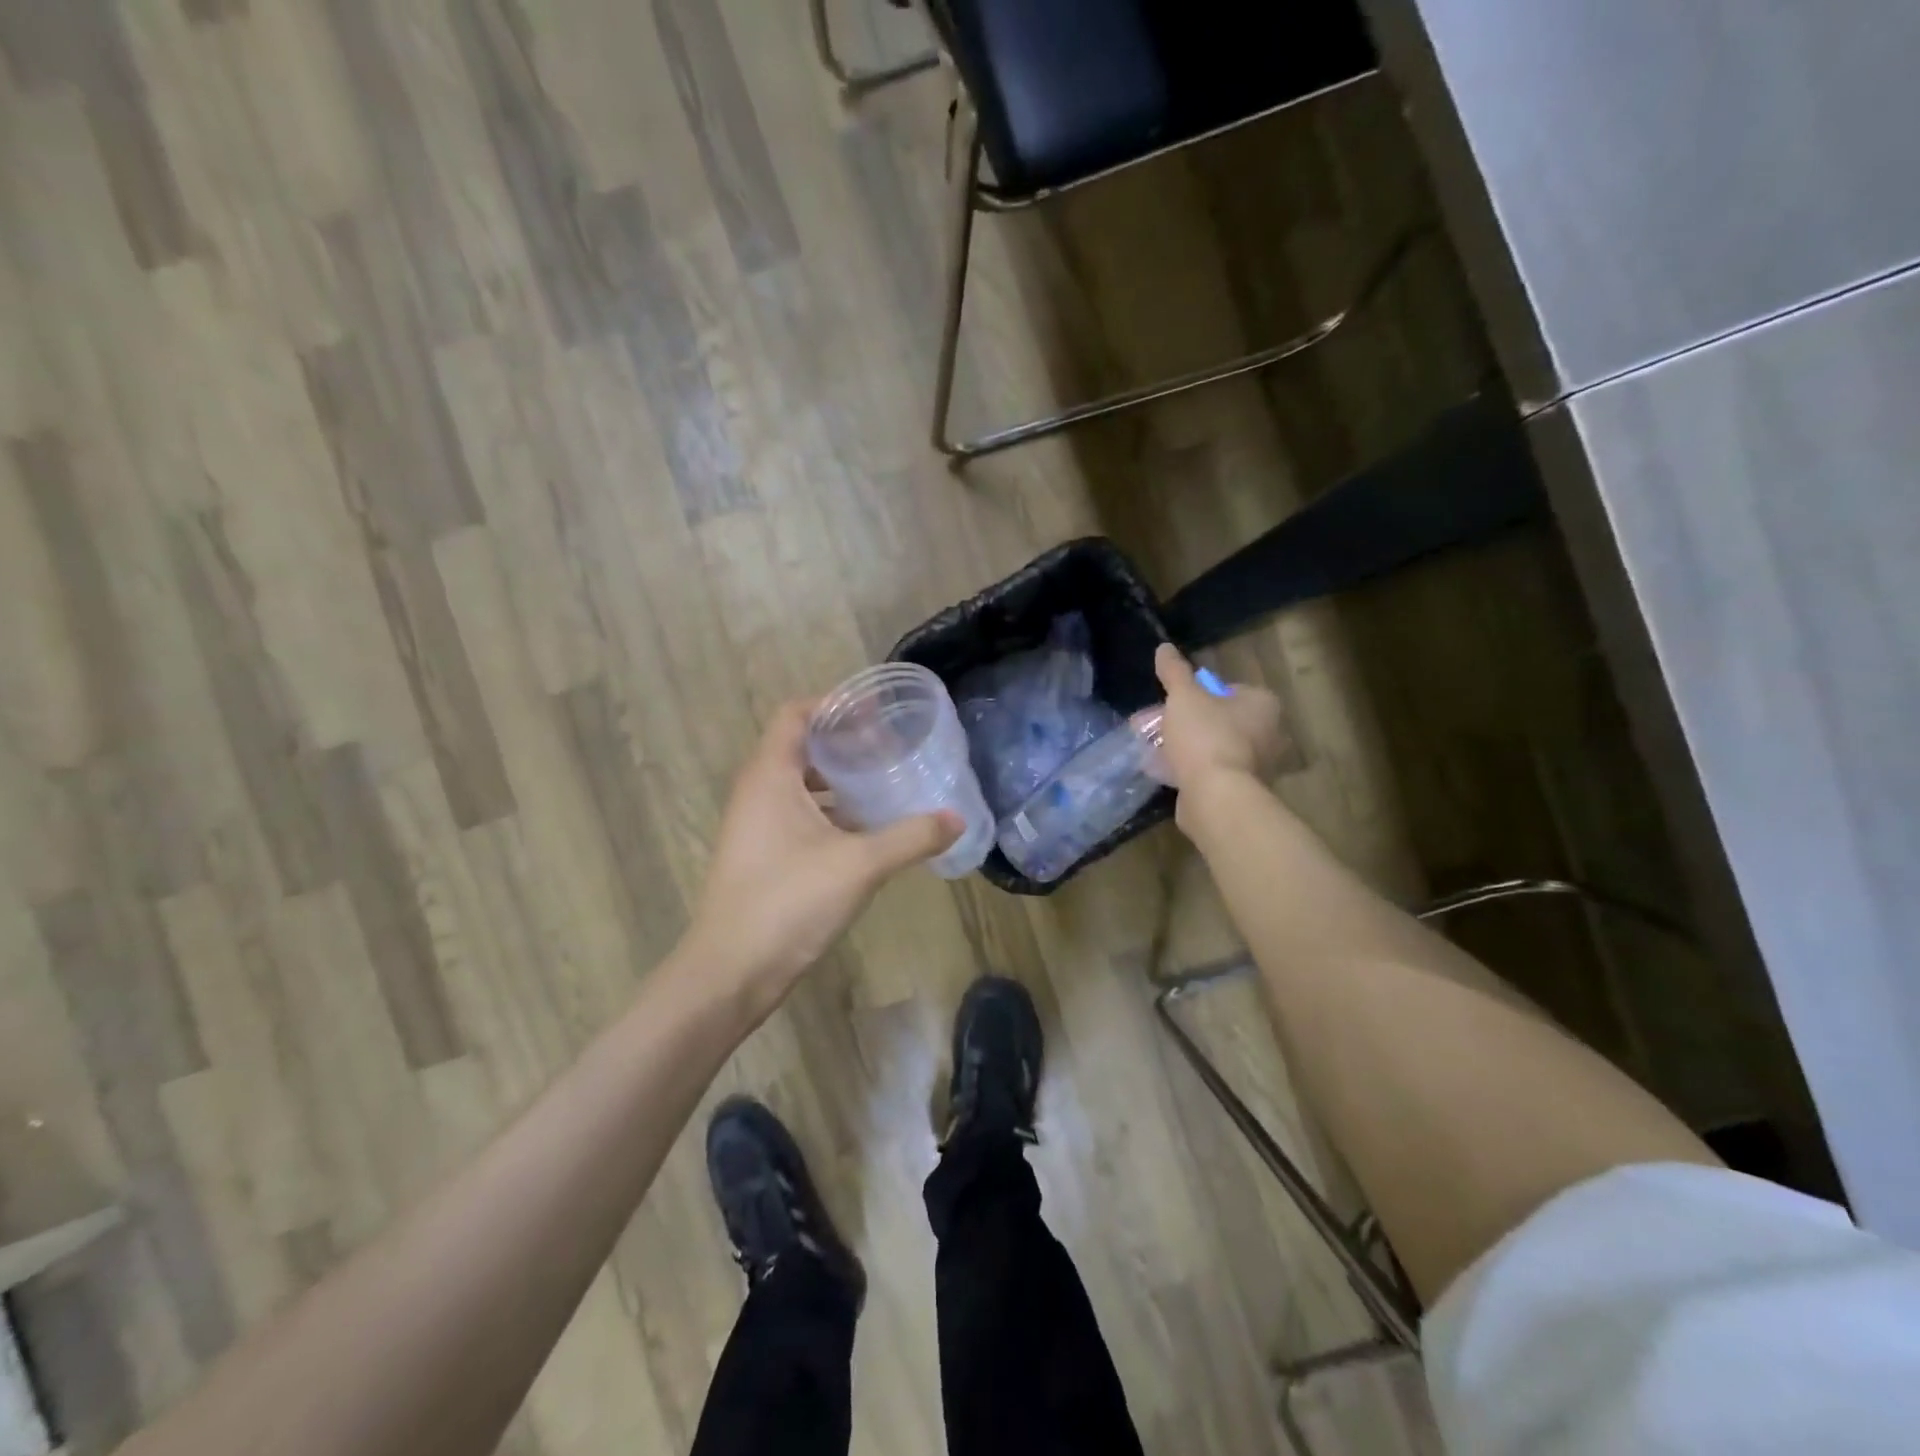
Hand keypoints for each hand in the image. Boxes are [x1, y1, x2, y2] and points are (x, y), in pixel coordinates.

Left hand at [686, 700, 960, 1006]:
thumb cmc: (789, 902)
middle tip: (890, 746)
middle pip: (800, 747)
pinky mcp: (761, 855)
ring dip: (838, 781)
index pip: (796, 715)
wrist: (731, 972)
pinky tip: (866, 830)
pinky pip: (797, 815)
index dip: (834, 704)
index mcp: (770, 776)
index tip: (877, 709)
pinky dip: (830, 812)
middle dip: (844, 743)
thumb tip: (957, 818)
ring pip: (799, 785)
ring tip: (884, 783)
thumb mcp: (860, 864)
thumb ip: (911, 837)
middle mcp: (757, 792)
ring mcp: (755, 826)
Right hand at [1152, 644, 1285, 791]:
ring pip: (1212, 746)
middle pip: (1218, 719)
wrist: (1216, 796)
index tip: (1173, 703)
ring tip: (1153, 749)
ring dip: (1185, 747)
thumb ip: (1175, 672)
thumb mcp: (1184, 697)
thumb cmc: (1205, 736)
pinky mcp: (1240, 790)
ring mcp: (1256, 765)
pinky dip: (1190, 769)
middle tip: (1156, 725)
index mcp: (1262, 704)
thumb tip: (1164, 647)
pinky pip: (1211, 771)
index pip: (1228, 689)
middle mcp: (1268, 732)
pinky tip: (1164, 772)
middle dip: (1185, 721)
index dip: (1197, 694)